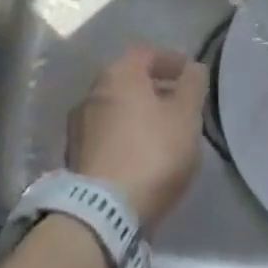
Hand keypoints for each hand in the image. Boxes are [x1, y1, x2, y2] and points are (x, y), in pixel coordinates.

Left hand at [67, 45, 207, 230]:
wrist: (101, 214)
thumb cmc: (151, 152)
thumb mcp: (185, 116)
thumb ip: (192, 86)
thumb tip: (193, 68)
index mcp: (118, 74)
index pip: (147, 53)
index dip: (171, 61)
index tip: (190, 77)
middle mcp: (92, 92)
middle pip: (129, 81)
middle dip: (155, 89)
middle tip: (179, 106)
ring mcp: (79, 126)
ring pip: (117, 109)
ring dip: (139, 115)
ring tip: (163, 135)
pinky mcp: (74, 159)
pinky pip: (107, 136)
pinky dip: (125, 138)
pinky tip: (142, 157)